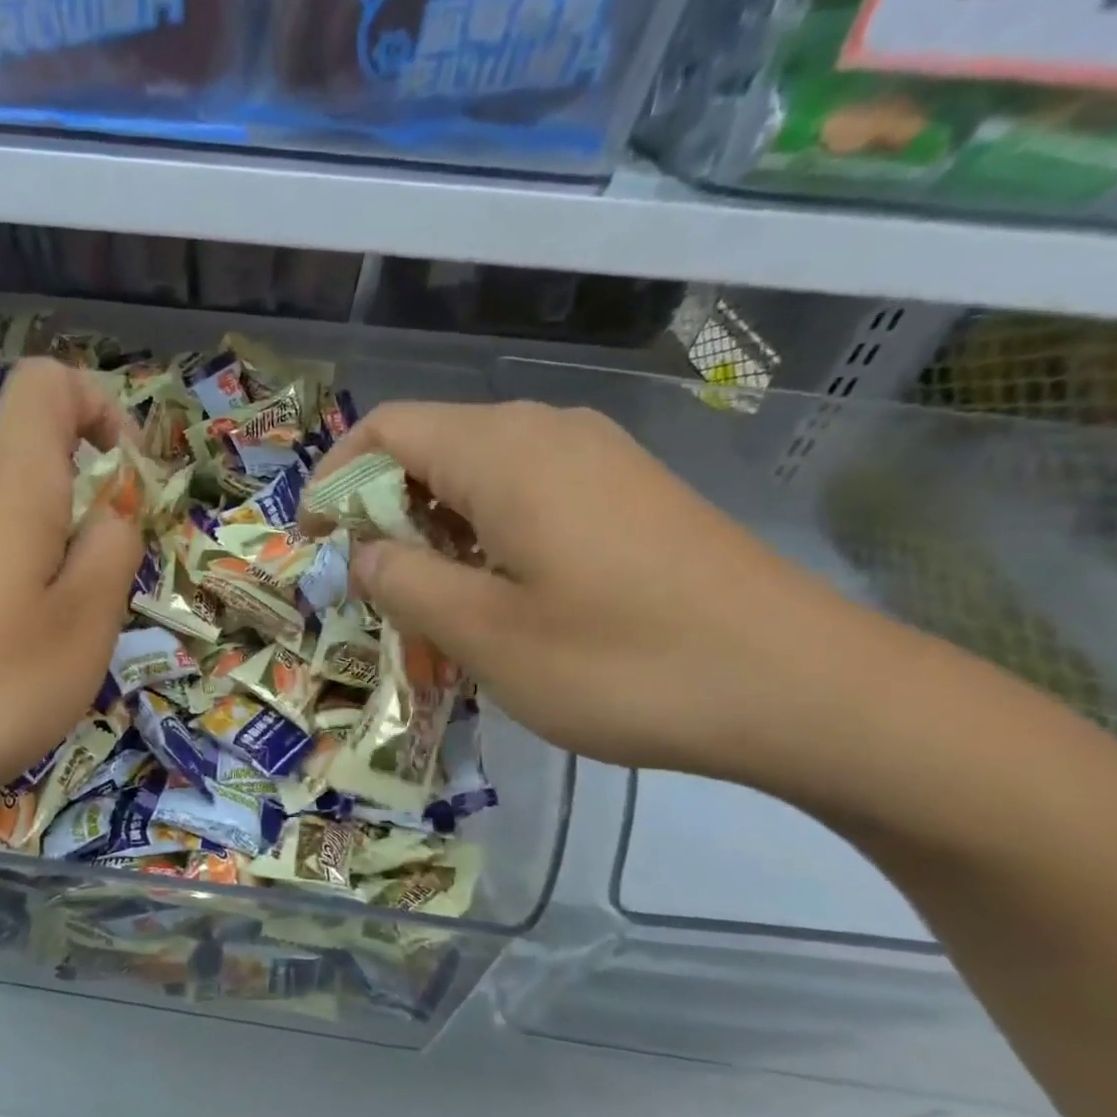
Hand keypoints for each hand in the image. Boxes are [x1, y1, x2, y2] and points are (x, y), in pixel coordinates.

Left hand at [0, 357, 141, 823]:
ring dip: (42, 557)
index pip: (50, 383)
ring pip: (1, 514)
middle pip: (30, 456)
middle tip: (97, 594)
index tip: (127, 479)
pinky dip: (0, 583)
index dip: (101, 409)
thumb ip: (113, 551)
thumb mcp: (82, 626)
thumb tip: (115, 506)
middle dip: (81, 507)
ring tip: (47, 639)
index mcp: (11, 478)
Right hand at [301, 400, 866, 779]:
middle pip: (430, 446)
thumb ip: (405, 583)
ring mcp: (597, 458)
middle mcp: (548, 431)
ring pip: (479, 472)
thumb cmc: (623, 662)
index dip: (333, 479)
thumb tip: (364, 553)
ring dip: (434, 529)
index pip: (386, 429)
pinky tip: (500, 596)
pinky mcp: (629, 492)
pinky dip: (485, 534)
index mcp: (504, 452)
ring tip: (431, 602)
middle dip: (382, 511)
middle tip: (373, 588)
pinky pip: (528, 492)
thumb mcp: (486, 634)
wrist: (803, 688)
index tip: (314, 542)